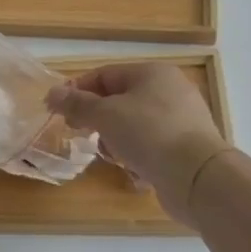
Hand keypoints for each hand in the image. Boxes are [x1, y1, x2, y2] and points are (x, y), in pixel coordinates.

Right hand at [47, 61, 229, 225]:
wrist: (198, 177)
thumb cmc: (148, 134)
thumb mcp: (104, 115)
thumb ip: (76, 103)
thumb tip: (52, 93)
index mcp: (152, 73)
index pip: (104, 75)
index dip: (77, 91)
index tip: (57, 110)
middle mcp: (170, 91)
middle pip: (118, 100)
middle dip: (96, 119)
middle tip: (81, 134)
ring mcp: (181, 120)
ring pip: (133, 125)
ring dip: (115, 140)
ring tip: (113, 156)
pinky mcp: (186, 147)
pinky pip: (150, 146)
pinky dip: (138, 156)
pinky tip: (135, 171)